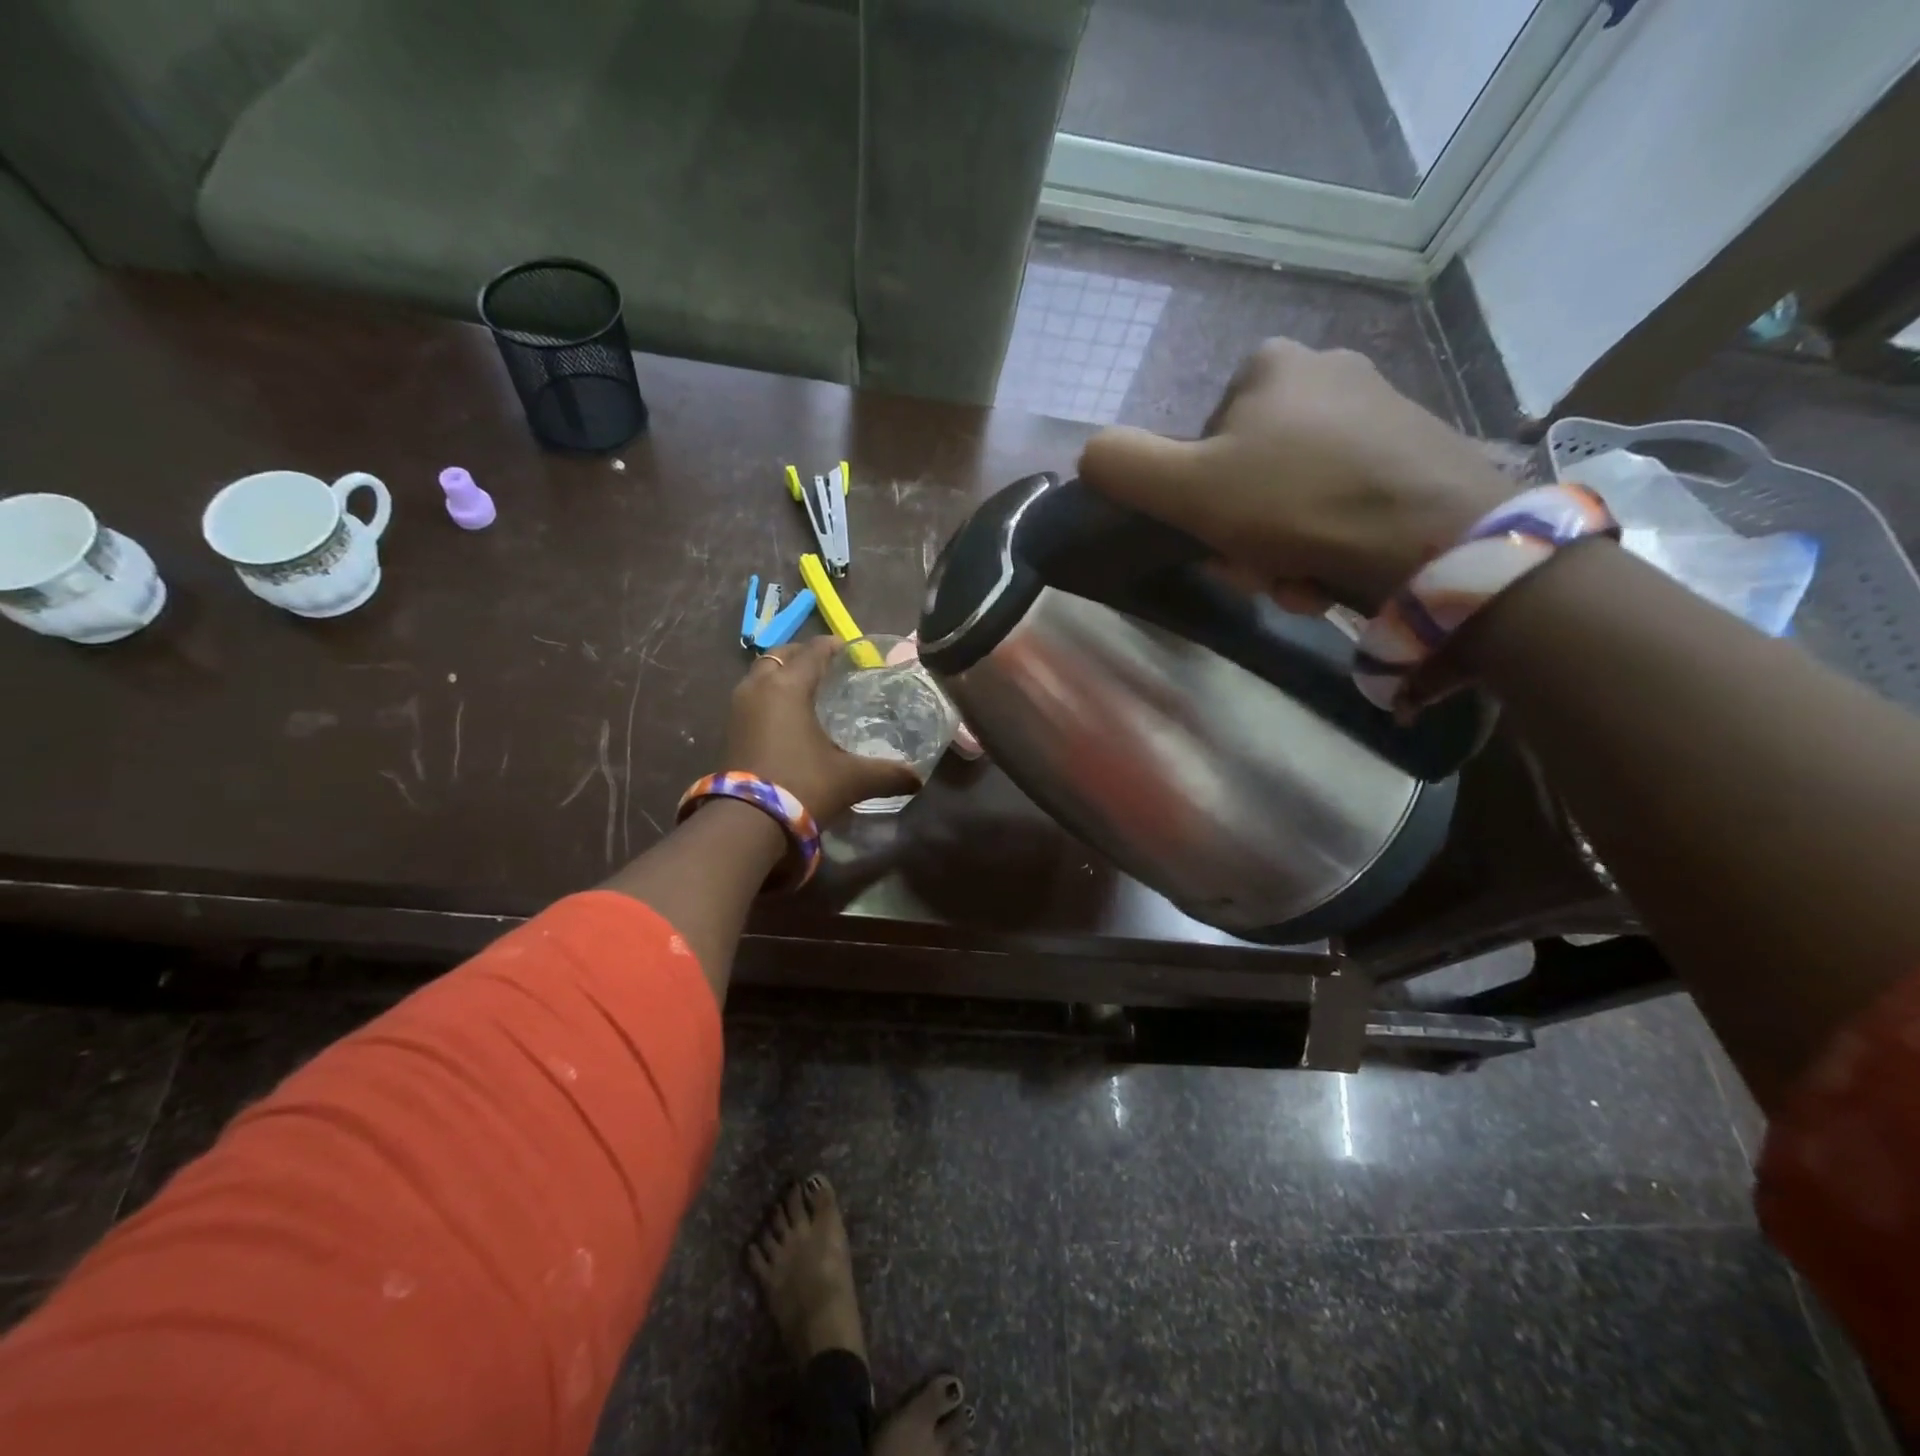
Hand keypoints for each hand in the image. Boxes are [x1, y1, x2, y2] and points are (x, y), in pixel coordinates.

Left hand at [723, 636, 922, 820]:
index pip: (813, 651)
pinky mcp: (729, 730)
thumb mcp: (852, 779)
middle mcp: (759, 687)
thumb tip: (918, 779)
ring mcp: (738, 708)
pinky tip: (787, 717)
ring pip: (761, 675)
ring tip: (807, 690)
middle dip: (803, 655)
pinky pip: (752, 697)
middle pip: (781, 655)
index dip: (833, 646)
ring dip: (782, 674)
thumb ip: (888, 774)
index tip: (851, 650)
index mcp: (789, 687)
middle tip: (828, 666)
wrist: (747, 824)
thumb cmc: (802, 787)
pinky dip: (769, 696)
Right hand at [1078, 339, 1514, 610]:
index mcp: (1270, 365)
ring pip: (1294, 495)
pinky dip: (1327, 542)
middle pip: (1249, 472)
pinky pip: (1341, 503)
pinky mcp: (1416, 453)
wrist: (1436, 540)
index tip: (1216, 537)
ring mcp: (1380, 410)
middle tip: (1260, 568)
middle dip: (1244, 531)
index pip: (1202, 441)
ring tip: (1302, 577)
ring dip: (1282, 547)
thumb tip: (1089, 454)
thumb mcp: (1186, 488)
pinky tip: (1336, 570)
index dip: (1197, 499)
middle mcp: (1328, 371)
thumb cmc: (1298, 504)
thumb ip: (1122, 465)